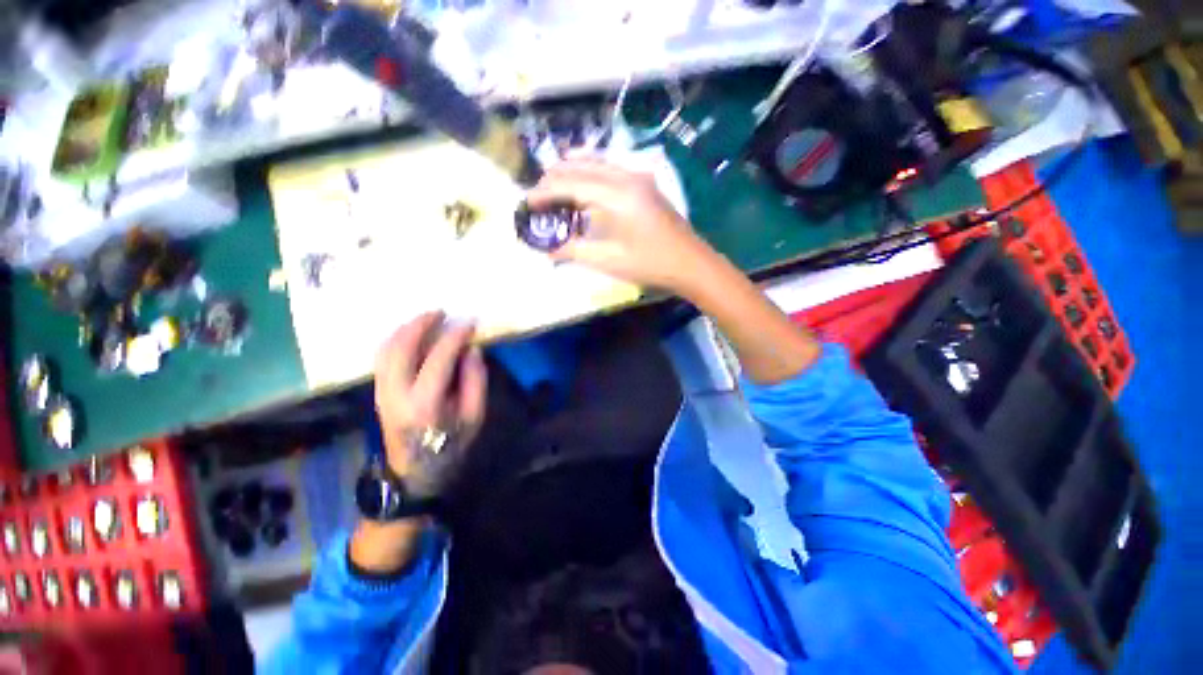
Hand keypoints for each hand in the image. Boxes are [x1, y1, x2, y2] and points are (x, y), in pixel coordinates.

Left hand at [374, 312, 487, 498]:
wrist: (415, 473)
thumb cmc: (452, 445)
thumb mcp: (475, 416)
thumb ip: (475, 380)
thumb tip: (470, 349)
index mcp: (425, 402)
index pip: (439, 357)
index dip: (455, 336)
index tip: (469, 323)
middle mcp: (396, 393)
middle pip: (401, 347)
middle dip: (420, 324)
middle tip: (440, 312)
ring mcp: (381, 392)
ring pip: (385, 349)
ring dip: (405, 329)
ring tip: (426, 319)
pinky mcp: (377, 392)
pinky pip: (382, 358)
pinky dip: (396, 340)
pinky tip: (411, 335)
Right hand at [527, 159, 717, 293]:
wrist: (690, 263)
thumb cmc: (650, 264)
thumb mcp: (609, 261)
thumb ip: (575, 250)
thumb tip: (547, 249)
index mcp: (617, 195)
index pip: (571, 183)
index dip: (545, 192)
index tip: (527, 202)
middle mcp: (626, 176)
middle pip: (580, 166)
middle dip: (554, 178)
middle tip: (537, 197)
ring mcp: (638, 177)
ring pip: (595, 162)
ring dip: (571, 172)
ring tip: (553, 187)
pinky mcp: (644, 183)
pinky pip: (609, 169)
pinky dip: (589, 173)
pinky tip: (582, 184)